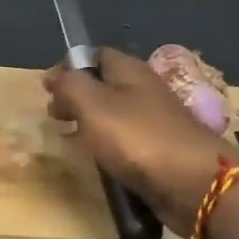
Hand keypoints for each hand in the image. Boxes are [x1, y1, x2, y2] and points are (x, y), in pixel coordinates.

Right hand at [44, 49, 235, 234]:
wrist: (192, 183)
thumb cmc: (138, 138)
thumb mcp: (93, 104)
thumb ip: (70, 86)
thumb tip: (56, 80)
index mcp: (131, 71)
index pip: (97, 55)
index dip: (70, 67)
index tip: (46, 89)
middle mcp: (146, 91)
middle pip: (106, 85)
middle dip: (78, 96)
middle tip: (55, 116)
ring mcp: (157, 123)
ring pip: (117, 115)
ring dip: (93, 123)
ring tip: (71, 139)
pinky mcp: (162, 152)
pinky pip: (128, 142)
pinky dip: (109, 146)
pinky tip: (99, 160)